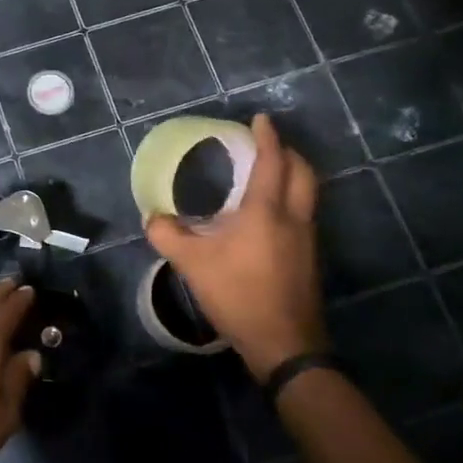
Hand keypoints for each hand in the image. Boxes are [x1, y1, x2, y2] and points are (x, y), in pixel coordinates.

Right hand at [145, 114, 325, 382]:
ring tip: (271, 173)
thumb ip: (168, 235)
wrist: (284, 344)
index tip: (261, 118)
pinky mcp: (310, 259)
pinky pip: (305, 214)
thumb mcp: (192, 264)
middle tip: (268, 144)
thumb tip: (152, 217)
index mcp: (266, 211)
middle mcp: (294, 218)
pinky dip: (293, 199)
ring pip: (308, 194)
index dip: (268, 137)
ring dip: (294, 176)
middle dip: (288, 152)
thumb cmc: (238, 294)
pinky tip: (272, 215)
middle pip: (302, 172)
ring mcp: (307, 239)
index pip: (272, 162)